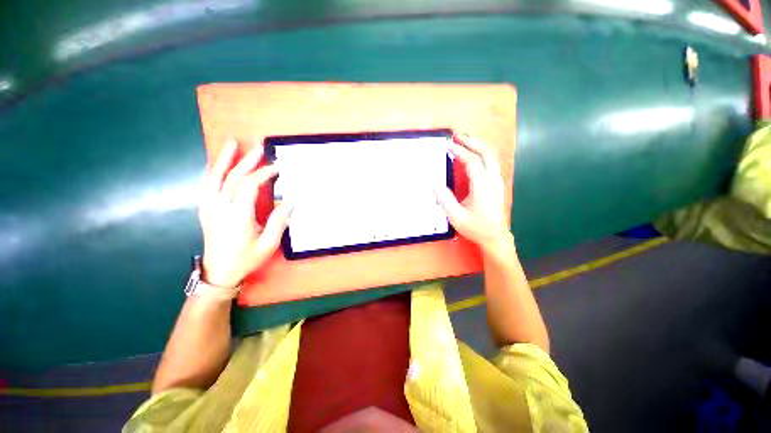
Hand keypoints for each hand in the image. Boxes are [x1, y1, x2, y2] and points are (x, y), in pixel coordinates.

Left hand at [198, 139, 292, 288]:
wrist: (218, 273)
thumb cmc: (246, 259)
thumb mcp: (268, 244)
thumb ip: (279, 221)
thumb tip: (291, 201)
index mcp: (237, 216)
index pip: (249, 186)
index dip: (263, 174)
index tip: (277, 168)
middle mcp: (220, 208)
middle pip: (232, 178)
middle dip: (247, 161)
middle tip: (259, 148)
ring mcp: (209, 207)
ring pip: (215, 178)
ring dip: (224, 160)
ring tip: (232, 144)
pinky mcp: (205, 210)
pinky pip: (207, 185)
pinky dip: (212, 171)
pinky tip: (217, 164)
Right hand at [435, 134, 511, 252]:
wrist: (495, 237)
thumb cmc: (476, 227)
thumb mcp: (457, 217)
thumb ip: (445, 200)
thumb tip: (434, 184)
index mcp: (482, 188)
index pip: (472, 162)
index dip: (460, 152)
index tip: (449, 146)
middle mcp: (492, 181)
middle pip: (487, 153)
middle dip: (473, 142)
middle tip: (458, 137)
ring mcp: (497, 182)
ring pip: (491, 156)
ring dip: (479, 146)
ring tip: (465, 142)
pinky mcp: (497, 184)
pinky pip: (492, 163)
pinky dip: (482, 154)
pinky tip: (474, 155)